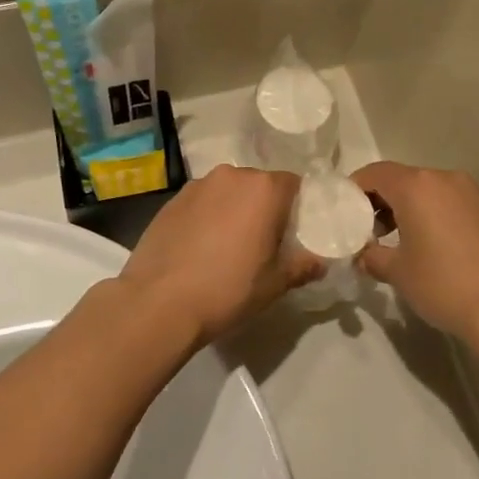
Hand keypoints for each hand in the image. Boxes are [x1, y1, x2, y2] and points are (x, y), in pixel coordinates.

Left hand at [118, 165, 323, 341]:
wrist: (158, 303)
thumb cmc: (228, 289)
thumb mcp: (275, 283)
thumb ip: (303, 266)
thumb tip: (320, 263)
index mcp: (264, 189)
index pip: (294, 184)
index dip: (298, 207)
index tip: (294, 232)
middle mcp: (232, 176)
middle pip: (259, 184)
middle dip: (265, 207)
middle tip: (264, 241)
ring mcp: (198, 186)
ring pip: (228, 192)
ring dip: (234, 209)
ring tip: (229, 245)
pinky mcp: (171, 201)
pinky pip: (202, 202)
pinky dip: (208, 216)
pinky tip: (201, 247)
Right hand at [351, 162, 478, 349]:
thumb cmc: (441, 283)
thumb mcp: (396, 271)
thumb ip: (372, 255)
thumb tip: (363, 254)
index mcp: (415, 186)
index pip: (375, 173)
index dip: (355, 188)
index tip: (343, 210)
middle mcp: (442, 178)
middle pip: (401, 178)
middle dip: (380, 199)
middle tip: (367, 229)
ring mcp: (468, 191)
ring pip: (426, 189)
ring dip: (406, 206)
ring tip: (395, 239)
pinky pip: (447, 200)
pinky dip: (430, 212)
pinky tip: (427, 242)